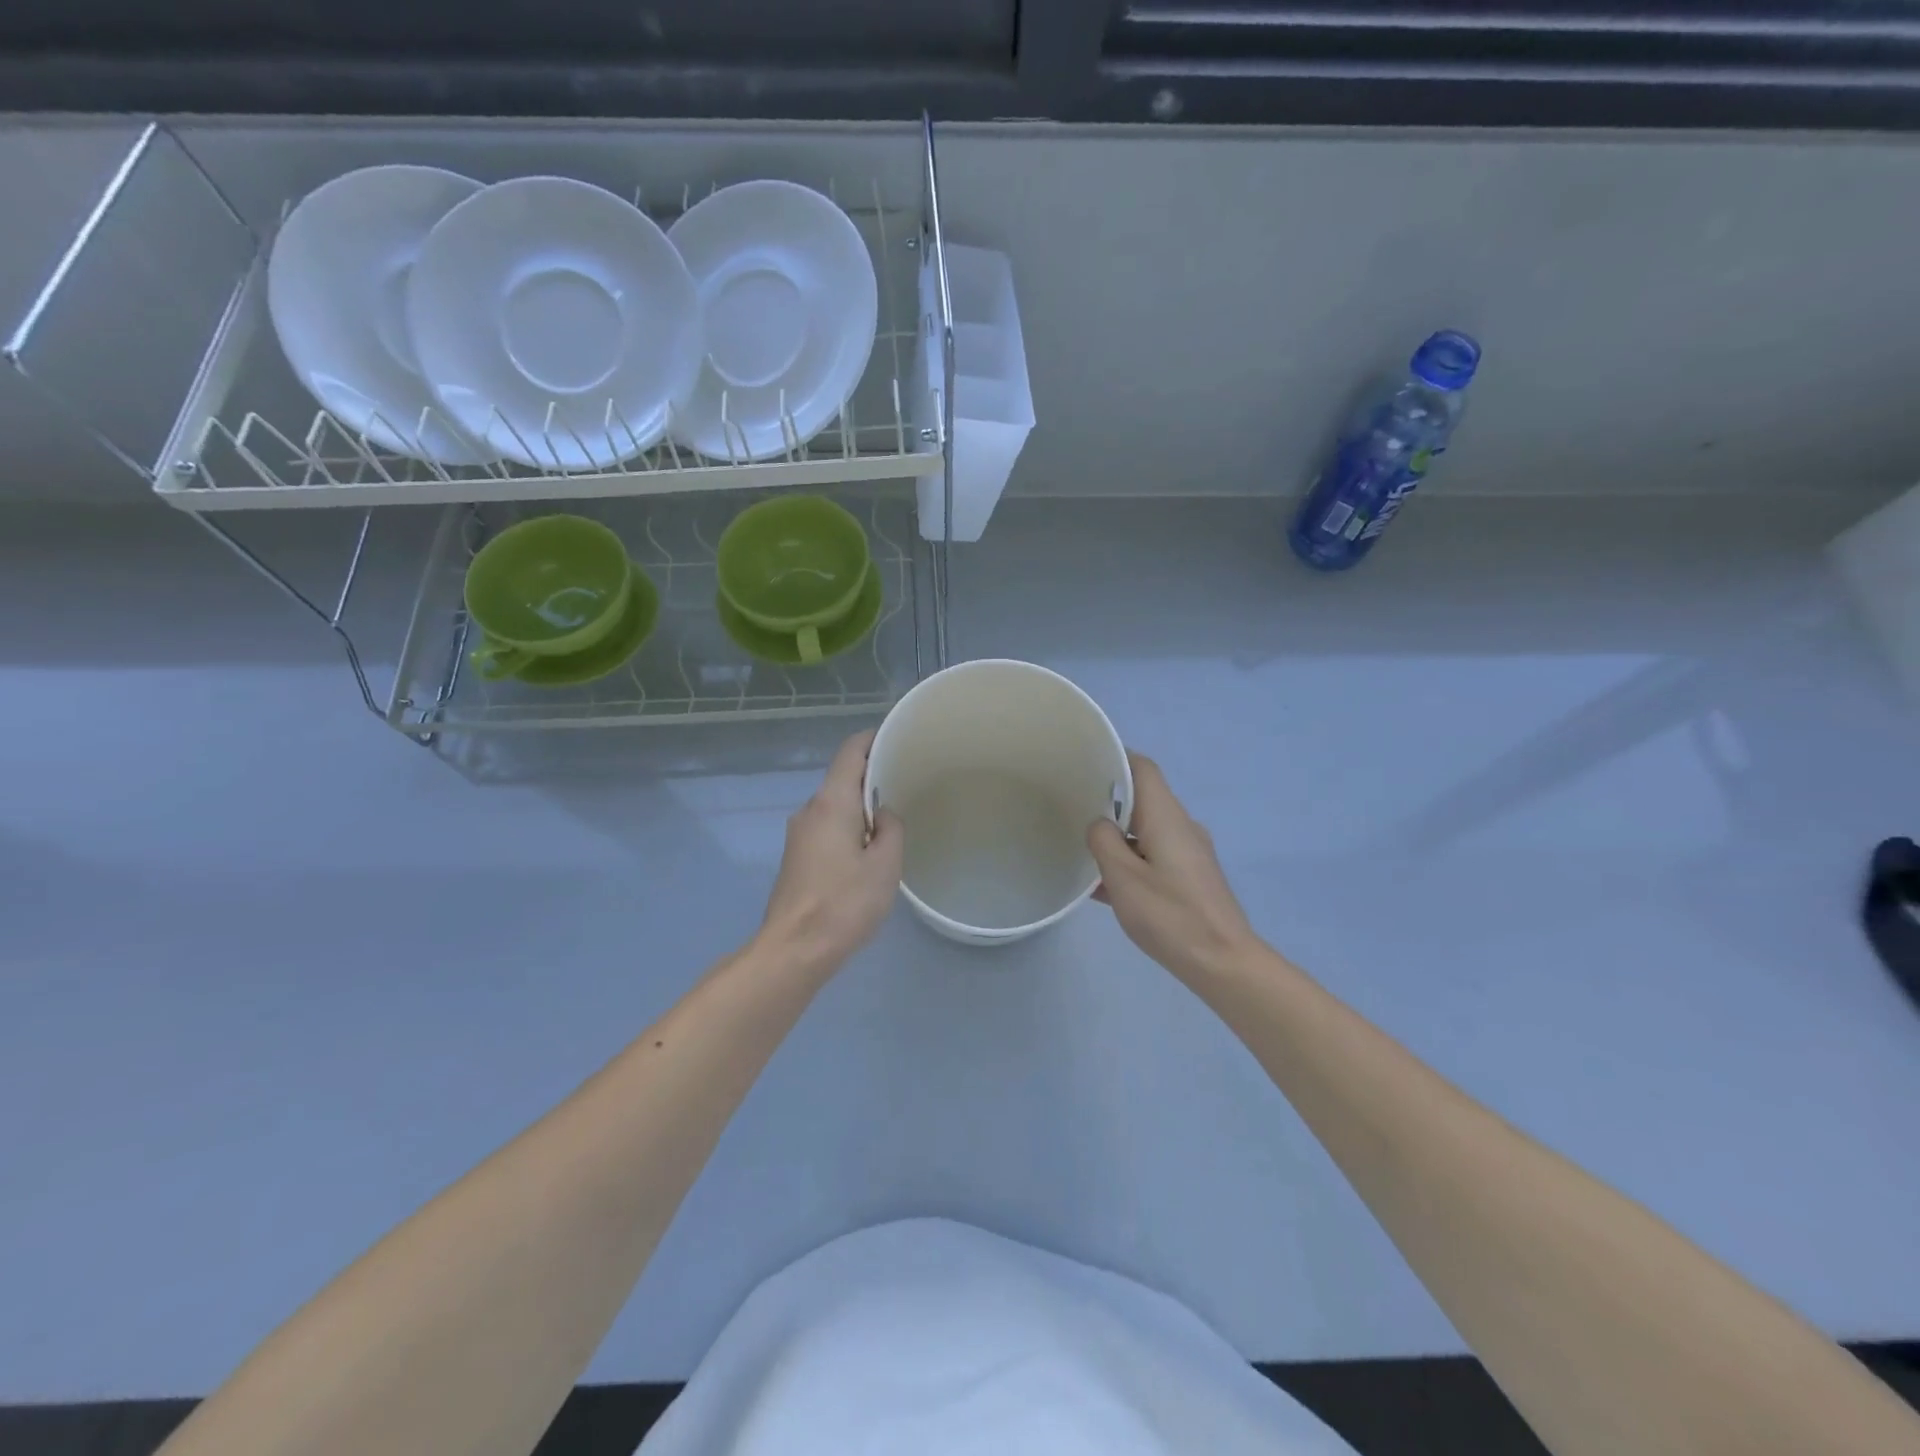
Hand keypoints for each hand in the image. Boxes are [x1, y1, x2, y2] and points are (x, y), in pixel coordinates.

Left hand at [758, 730, 903, 974]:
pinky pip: (826, 827)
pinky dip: (847, 828)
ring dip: (860, 808)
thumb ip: (891, 829)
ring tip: (891, 823)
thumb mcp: (885, 865)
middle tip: (905, 785)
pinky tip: (866, 851)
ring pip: (835, 806)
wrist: (794, 948)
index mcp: (832, 802)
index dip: (873, 739)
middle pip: (841, 778)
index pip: (850, 751)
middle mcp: (810, 810)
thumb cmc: (844, 903)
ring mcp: (798, 834)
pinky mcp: (796, 857)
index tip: (898, 740)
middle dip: (871, 778)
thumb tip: (884, 815)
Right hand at [1088, 753, 1259, 980]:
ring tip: (1080, 847)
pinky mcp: (1191, 878)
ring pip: (1146, 831)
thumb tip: (1099, 825)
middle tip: (1071, 806)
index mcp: (1166, 816)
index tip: (1084, 762)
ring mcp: (1189, 853)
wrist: (1223, 962)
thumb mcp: (1123, 877)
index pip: (1142, 768)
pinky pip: (1154, 856)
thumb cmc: (1170, 914)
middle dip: (1107, 800)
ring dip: (1117, 836)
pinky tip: (1103, 886)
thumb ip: (1104, 842)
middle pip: (1143, 798)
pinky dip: (1130, 861)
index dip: (1115, 758)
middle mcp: (1181, 826)